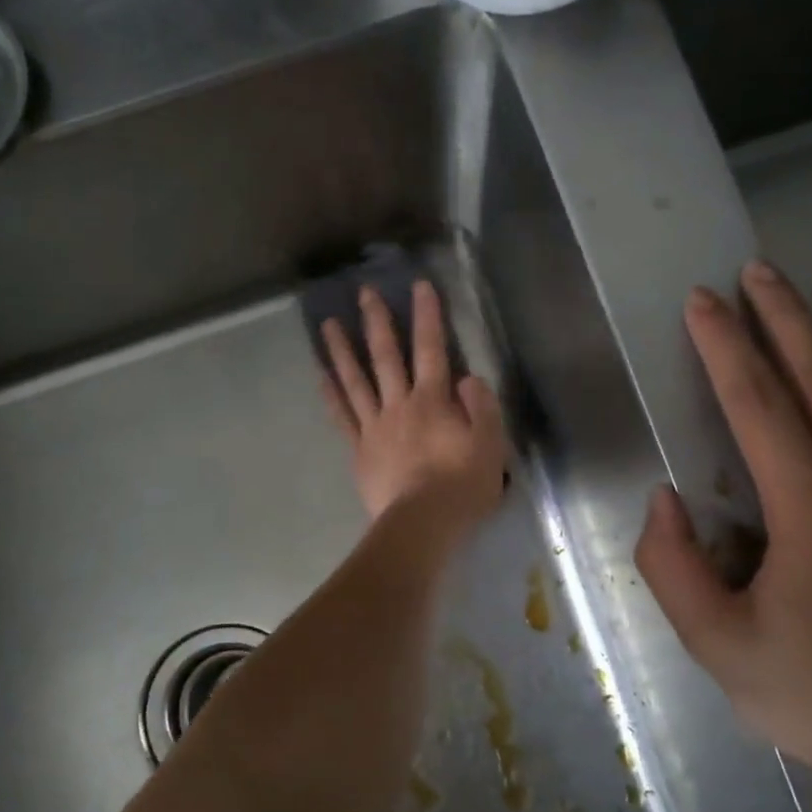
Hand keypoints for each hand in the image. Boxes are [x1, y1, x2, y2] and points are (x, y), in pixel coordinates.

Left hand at [320, 280, 507, 538]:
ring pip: (356, 380)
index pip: (432, 349)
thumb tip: (467, 377)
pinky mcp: (359, 449)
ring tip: (327, 324)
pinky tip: (320, 375)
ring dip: (341, 350)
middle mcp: (400, 404)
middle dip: (377, 321)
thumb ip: (481, 406)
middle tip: (364, 292)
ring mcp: (375, 426)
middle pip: (387, 356)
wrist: (422, 524)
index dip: (427, 316)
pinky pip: (342, 416)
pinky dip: (330, 394)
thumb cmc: (461, 486)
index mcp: (433, 400)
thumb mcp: (490, 445)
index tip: (419, 286)